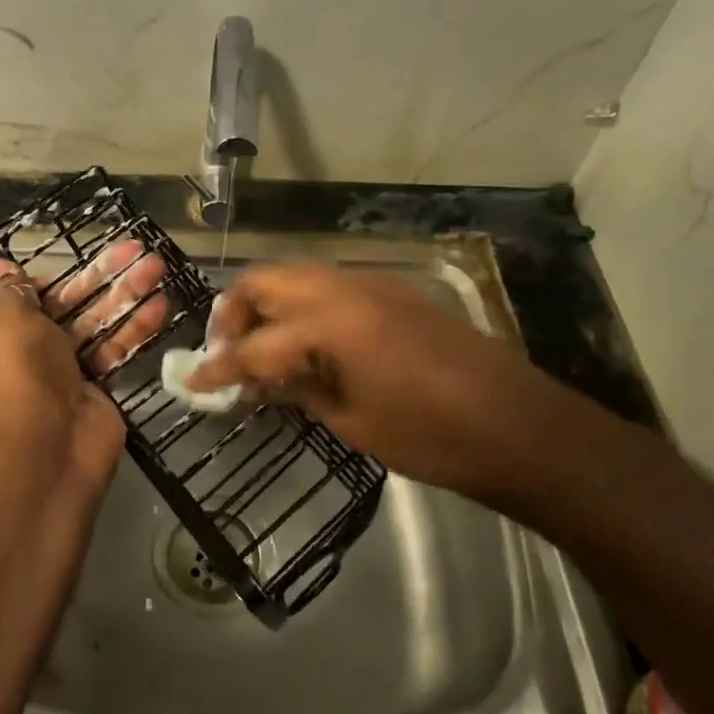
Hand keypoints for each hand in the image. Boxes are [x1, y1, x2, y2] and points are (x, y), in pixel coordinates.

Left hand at [0, 247, 167, 505]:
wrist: (46, 448)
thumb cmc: (19, 372)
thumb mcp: (8, 319)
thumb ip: (12, 290)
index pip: (14, 296)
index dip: (40, 279)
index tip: (67, 265)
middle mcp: (25, 348)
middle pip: (65, 303)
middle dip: (100, 276)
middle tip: (136, 249)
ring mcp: (63, 368)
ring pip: (96, 322)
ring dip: (126, 295)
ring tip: (158, 266)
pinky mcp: (96, 386)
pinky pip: (115, 350)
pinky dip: (135, 328)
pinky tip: (161, 304)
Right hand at [185, 262, 572, 505]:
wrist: (520, 426)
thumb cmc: (433, 437)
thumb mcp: (353, 422)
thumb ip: (298, 392)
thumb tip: (258, 384)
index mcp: (332, 323)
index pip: (255, 344)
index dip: (219, 366)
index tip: (193, 383)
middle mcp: (346, 288)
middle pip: (266, 280)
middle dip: (236, 313)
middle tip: (229, 353)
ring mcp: (374, 284)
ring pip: (298, 276)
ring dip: (270, 304)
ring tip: (264, 349)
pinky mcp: (394, 291)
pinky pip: (330, 286)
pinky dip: (304, 307)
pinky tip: (308, 345)